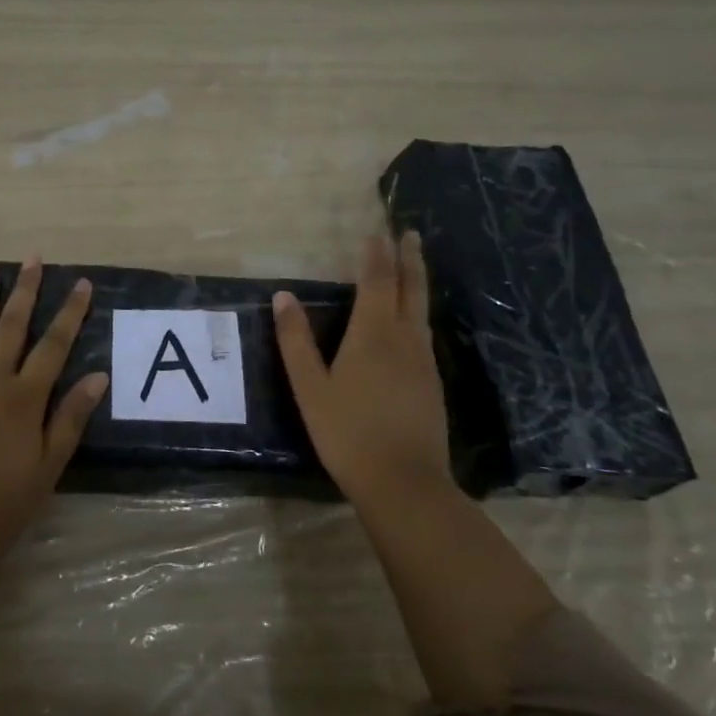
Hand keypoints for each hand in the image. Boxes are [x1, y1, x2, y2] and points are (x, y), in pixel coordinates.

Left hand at [0, 258, 107, 573]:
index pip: (52, 346)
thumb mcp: (48, 468)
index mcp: (23, 399)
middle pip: (11, 327)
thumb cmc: (1, 504)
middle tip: (33, 258)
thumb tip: (97, 376)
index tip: (81, 284)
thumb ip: (70, 419)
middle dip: (25, 291)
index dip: (69, 313)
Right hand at [274, 233, 454, 511]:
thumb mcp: (310, 387)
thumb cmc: (348, 432)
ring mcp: (423, 362)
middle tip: (410, 233)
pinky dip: (418, 312)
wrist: (404, 483)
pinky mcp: (432, 384)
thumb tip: (283, 297)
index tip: (377, 231)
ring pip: (421, 311)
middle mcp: (404, 339)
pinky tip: (413, 323)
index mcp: (372, 334)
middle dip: (409, 259)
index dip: (376, 255)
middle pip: (410, 289)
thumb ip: (295, 341)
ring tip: (413, 266)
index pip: (377, 282)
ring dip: (416, 282)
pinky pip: (424, 333)